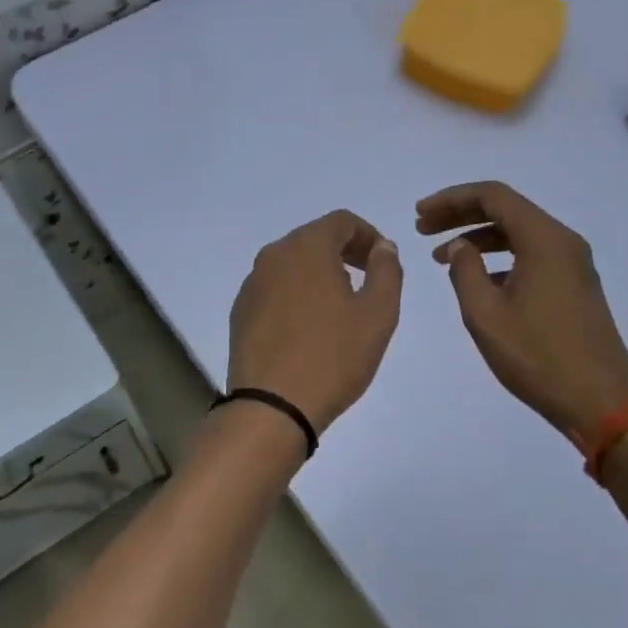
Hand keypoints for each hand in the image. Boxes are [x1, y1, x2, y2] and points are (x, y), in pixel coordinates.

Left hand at [227, 210, 403, 435]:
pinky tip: (308, 327)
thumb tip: (383, 247)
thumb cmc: (333, 356)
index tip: (383, 261)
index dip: (368, 235)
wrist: (271, 406)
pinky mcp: (241, 311)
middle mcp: (273, 256)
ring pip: (292, 264)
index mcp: (307, 247)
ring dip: (319, 273)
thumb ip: (386, 271)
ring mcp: (252, 284)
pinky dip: (296, 293)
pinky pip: (275, 288)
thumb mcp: (378, 314)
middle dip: (344, 252)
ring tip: (340, 307)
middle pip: (314, 238)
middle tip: (366, 281)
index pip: (341, 221)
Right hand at [417, 182, 627, 437]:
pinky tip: (477, 280)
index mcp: (544, 240)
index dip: (451, 199)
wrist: (600, 401)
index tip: (419, 215)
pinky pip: (532, 255)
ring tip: (440, 257)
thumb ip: (465, 271)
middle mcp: (563, 242)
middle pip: (507, 210)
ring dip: (478, 238)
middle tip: (422, 228)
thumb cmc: (537, 356)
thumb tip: (459, 247)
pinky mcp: (575, 286)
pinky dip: (499, 257)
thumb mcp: (485, 314)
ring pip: (519, 233)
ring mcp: (573, 264)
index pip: (493, 196)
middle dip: (461, 214)